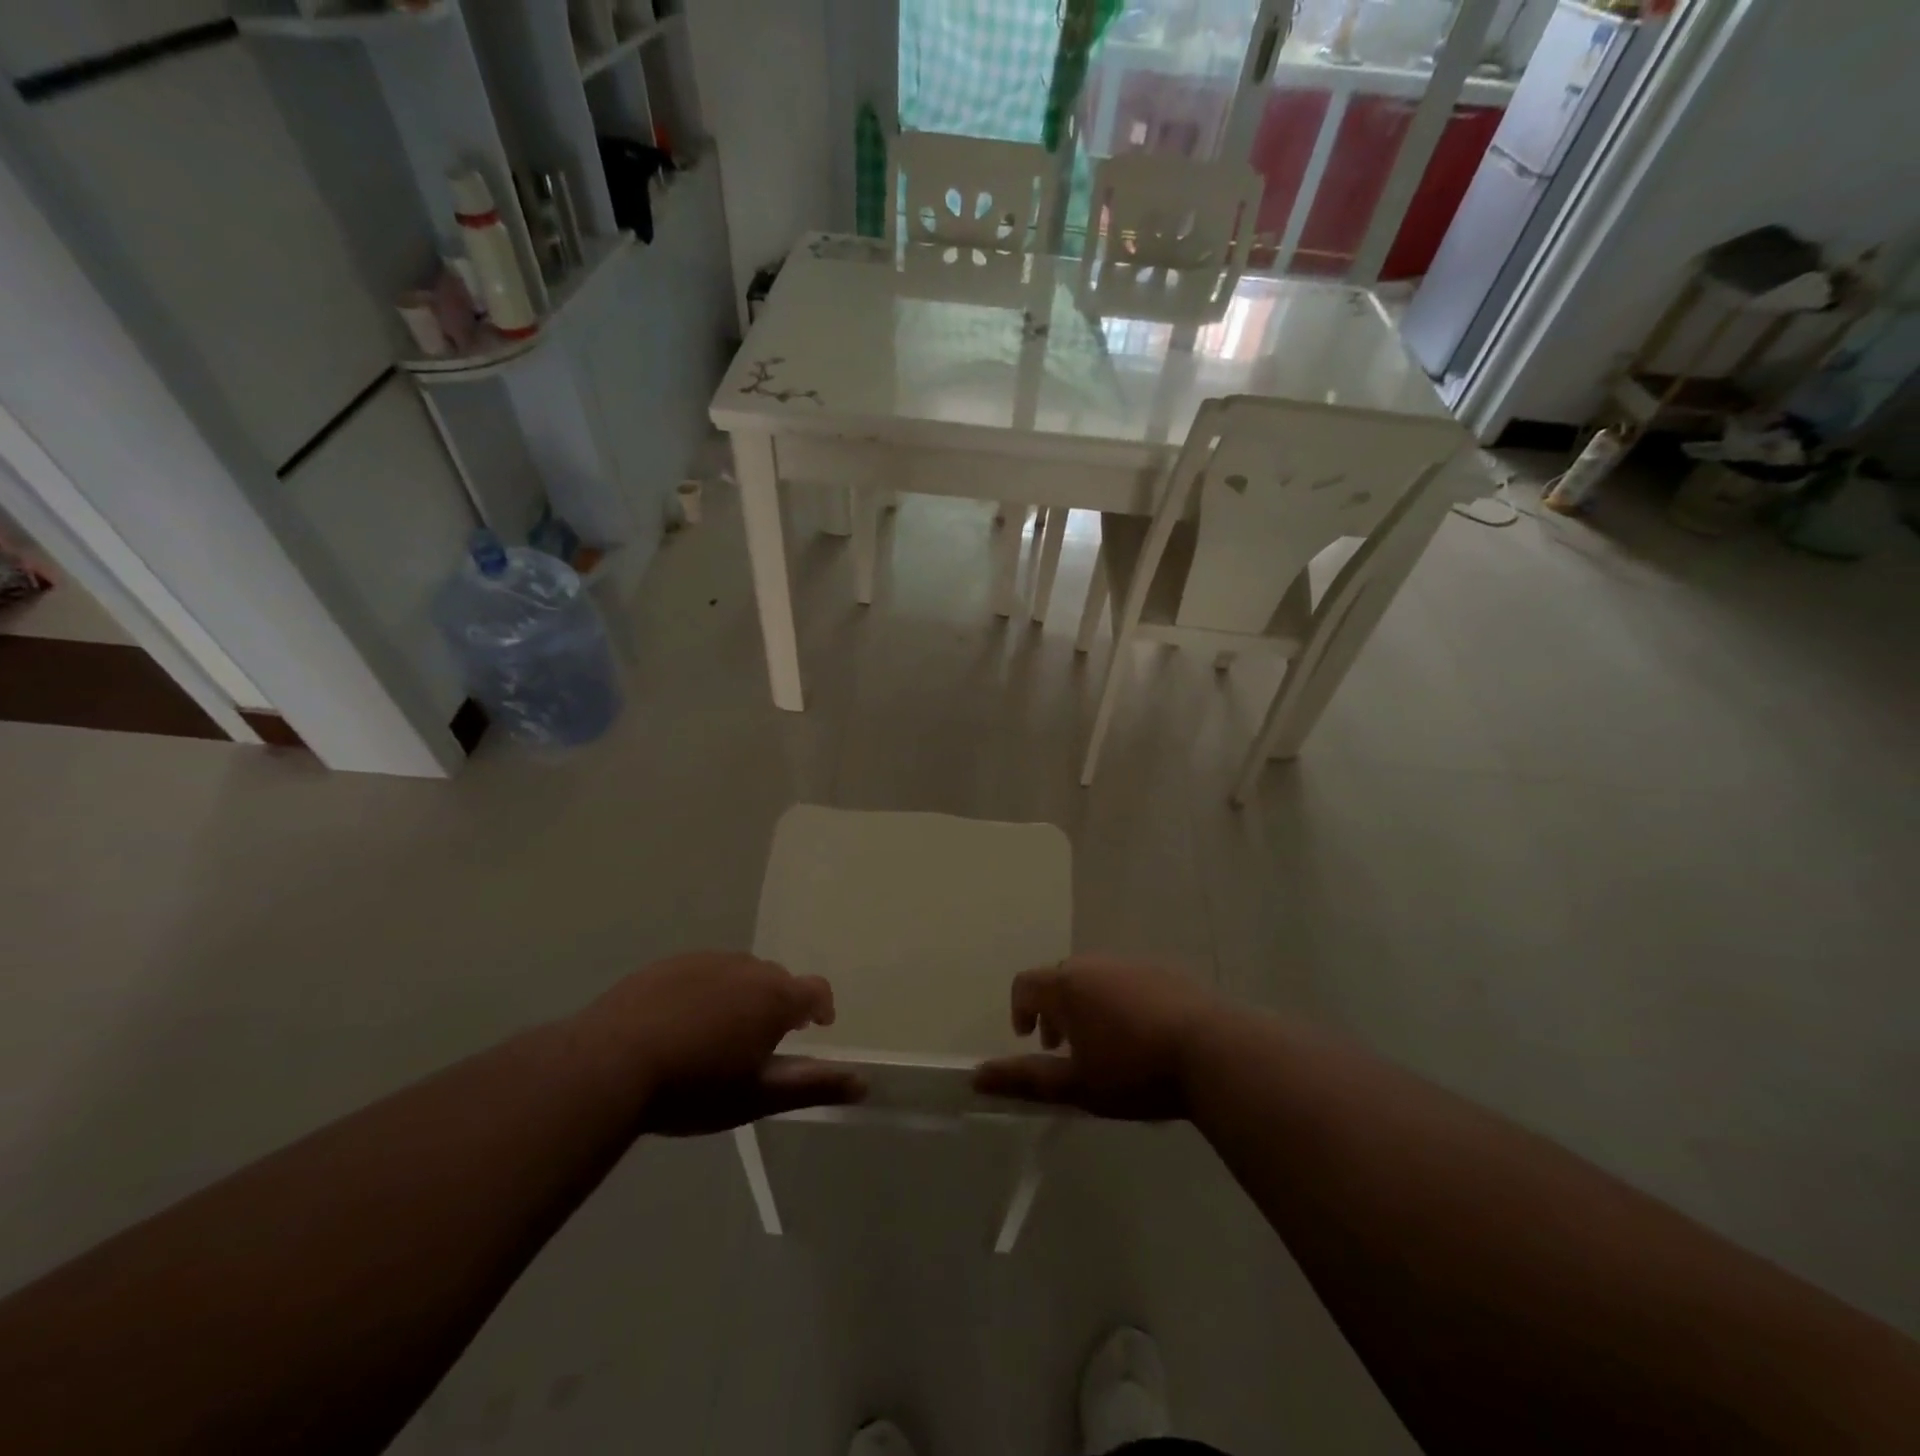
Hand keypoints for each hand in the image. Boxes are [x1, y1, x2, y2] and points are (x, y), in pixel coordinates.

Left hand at [572, 952, 865, 1134]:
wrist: (608, 1064)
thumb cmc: (694, 1086)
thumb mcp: (757, 1096)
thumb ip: (814, 1086)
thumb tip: (865, 1082)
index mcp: (775, 996)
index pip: (816, 990)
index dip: (820, 1008)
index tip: (815, 1028)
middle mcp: (746, 967)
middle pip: (776, 980)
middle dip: (778, 1004)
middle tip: (760, 1041)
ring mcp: (704, 960)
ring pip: (738, 973)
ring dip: (741, 995)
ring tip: (719, 1033)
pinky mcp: (667, 964)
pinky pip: (701, 972)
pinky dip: (705, 991)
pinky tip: (680, 1022)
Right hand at [972, 956, 1222, 1119]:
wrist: (1214, 1051)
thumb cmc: (1135, 1071)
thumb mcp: (1076, 1085)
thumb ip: (1025, 1079)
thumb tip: (976, 1077)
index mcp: (1067, 986)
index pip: (1026, 983)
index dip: (1021, 1009)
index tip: (1031, 1039)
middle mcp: (1095, 964)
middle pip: (1061, 978)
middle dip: (1055, 1009)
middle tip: (1066, 1047)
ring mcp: (1132, 963)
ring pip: (1096, 977)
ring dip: (1087, 1004)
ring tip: (1105, 1043)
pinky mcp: (1165, 970)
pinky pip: (1127, 979)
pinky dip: (1119, 999)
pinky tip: (1142, 1034)